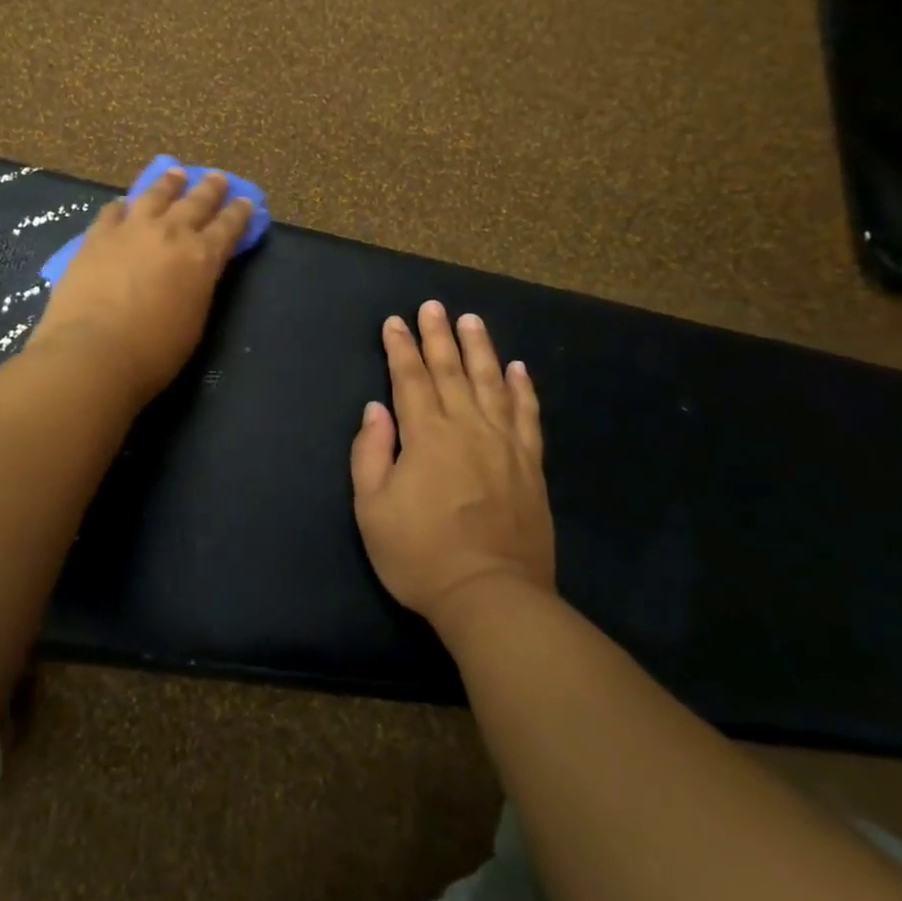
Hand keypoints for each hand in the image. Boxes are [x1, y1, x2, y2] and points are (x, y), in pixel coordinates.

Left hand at [28, 168, 254, 405]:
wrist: (93, 352)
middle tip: (217, 176)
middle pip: (195, 202)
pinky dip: (123, 205)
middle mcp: (171, 233)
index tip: (246, 200)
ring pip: (155, 195)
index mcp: (202, 257)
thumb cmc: (153, 353)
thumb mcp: (194, 321)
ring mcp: (131, 230)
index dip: (240, 212)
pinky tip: (124, 202)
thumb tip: (195, 272)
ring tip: (174, 173)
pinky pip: (113, 211)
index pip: (228, 227)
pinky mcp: (96, 237)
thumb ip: (198, 288)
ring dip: (168, 183)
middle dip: (210, 188)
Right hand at [350, 301, 554, 627]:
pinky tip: (518, 368)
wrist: (491, 595)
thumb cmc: (421, 555)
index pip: (409, 378)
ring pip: (491, 382)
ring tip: (471, 320)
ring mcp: (504, 443)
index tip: (394, 321)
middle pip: (451, 370)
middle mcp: (466, 427)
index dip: (400, 347)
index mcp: (426, 436)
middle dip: (438, 336)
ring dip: (480, 348)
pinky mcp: (530, 464)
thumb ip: (371, 453)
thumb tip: (376, 409)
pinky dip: (522, 388)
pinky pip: (527, 415)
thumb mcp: (372, 510)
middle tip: (432, 305)